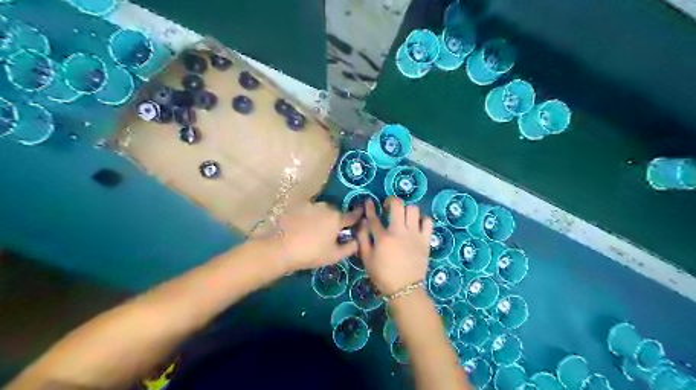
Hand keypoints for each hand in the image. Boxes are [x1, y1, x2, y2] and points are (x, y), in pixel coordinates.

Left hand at [272, 201, 361, 270]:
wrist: (281, 248)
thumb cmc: (311, 254)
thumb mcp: (334, 256)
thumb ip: (350, 247)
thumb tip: (358, 240)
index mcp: (337, 218)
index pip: (352, 215)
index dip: (358, 215)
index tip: (361, 214)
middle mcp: (325, 207)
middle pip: (335, 212)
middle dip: (336, 219)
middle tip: (331, 231)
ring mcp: (310, 205)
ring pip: (321, 209)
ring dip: (322, 216)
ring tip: (315, 229)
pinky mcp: (296, 206)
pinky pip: (308, 210)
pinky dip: (309, 216)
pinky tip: (302, 226)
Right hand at [356, 199, 433, 295]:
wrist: (405, 289)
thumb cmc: (383, 275)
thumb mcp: (367, 259)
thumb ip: (363, 239)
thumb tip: (362, 223)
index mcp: (383, 238)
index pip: (374, 217)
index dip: (370, 207)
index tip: (369, 202)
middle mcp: (400, 231)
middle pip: (397, 205)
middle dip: (391, 201)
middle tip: (388, 208)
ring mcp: (415, 235)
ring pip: (413, 209)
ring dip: (406, 210)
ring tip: (403, 217)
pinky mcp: (425, 240)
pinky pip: (427, 222)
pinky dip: (422, 220)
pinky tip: (416, 225)